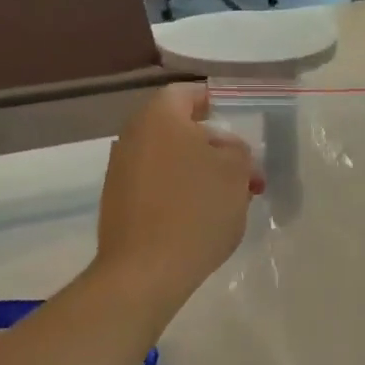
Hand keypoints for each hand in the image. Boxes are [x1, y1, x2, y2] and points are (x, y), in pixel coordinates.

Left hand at [95, 84, 262, 311]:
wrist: (145, 271)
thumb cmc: (196, 209)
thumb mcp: (235, 173)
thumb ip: (237, 151)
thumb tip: (226, 150)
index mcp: (158, 117)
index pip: (187, 93)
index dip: (215, 101)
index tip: (239, 119)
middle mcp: (133, 137)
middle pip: (180, 130)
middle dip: (215, 147)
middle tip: (246, 172)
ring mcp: (121, 172)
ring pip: (170, 160)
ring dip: (200, 173)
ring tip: (232, 200)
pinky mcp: (118, 204)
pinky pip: (157, 186)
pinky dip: (180, 193)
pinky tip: (202, 219)